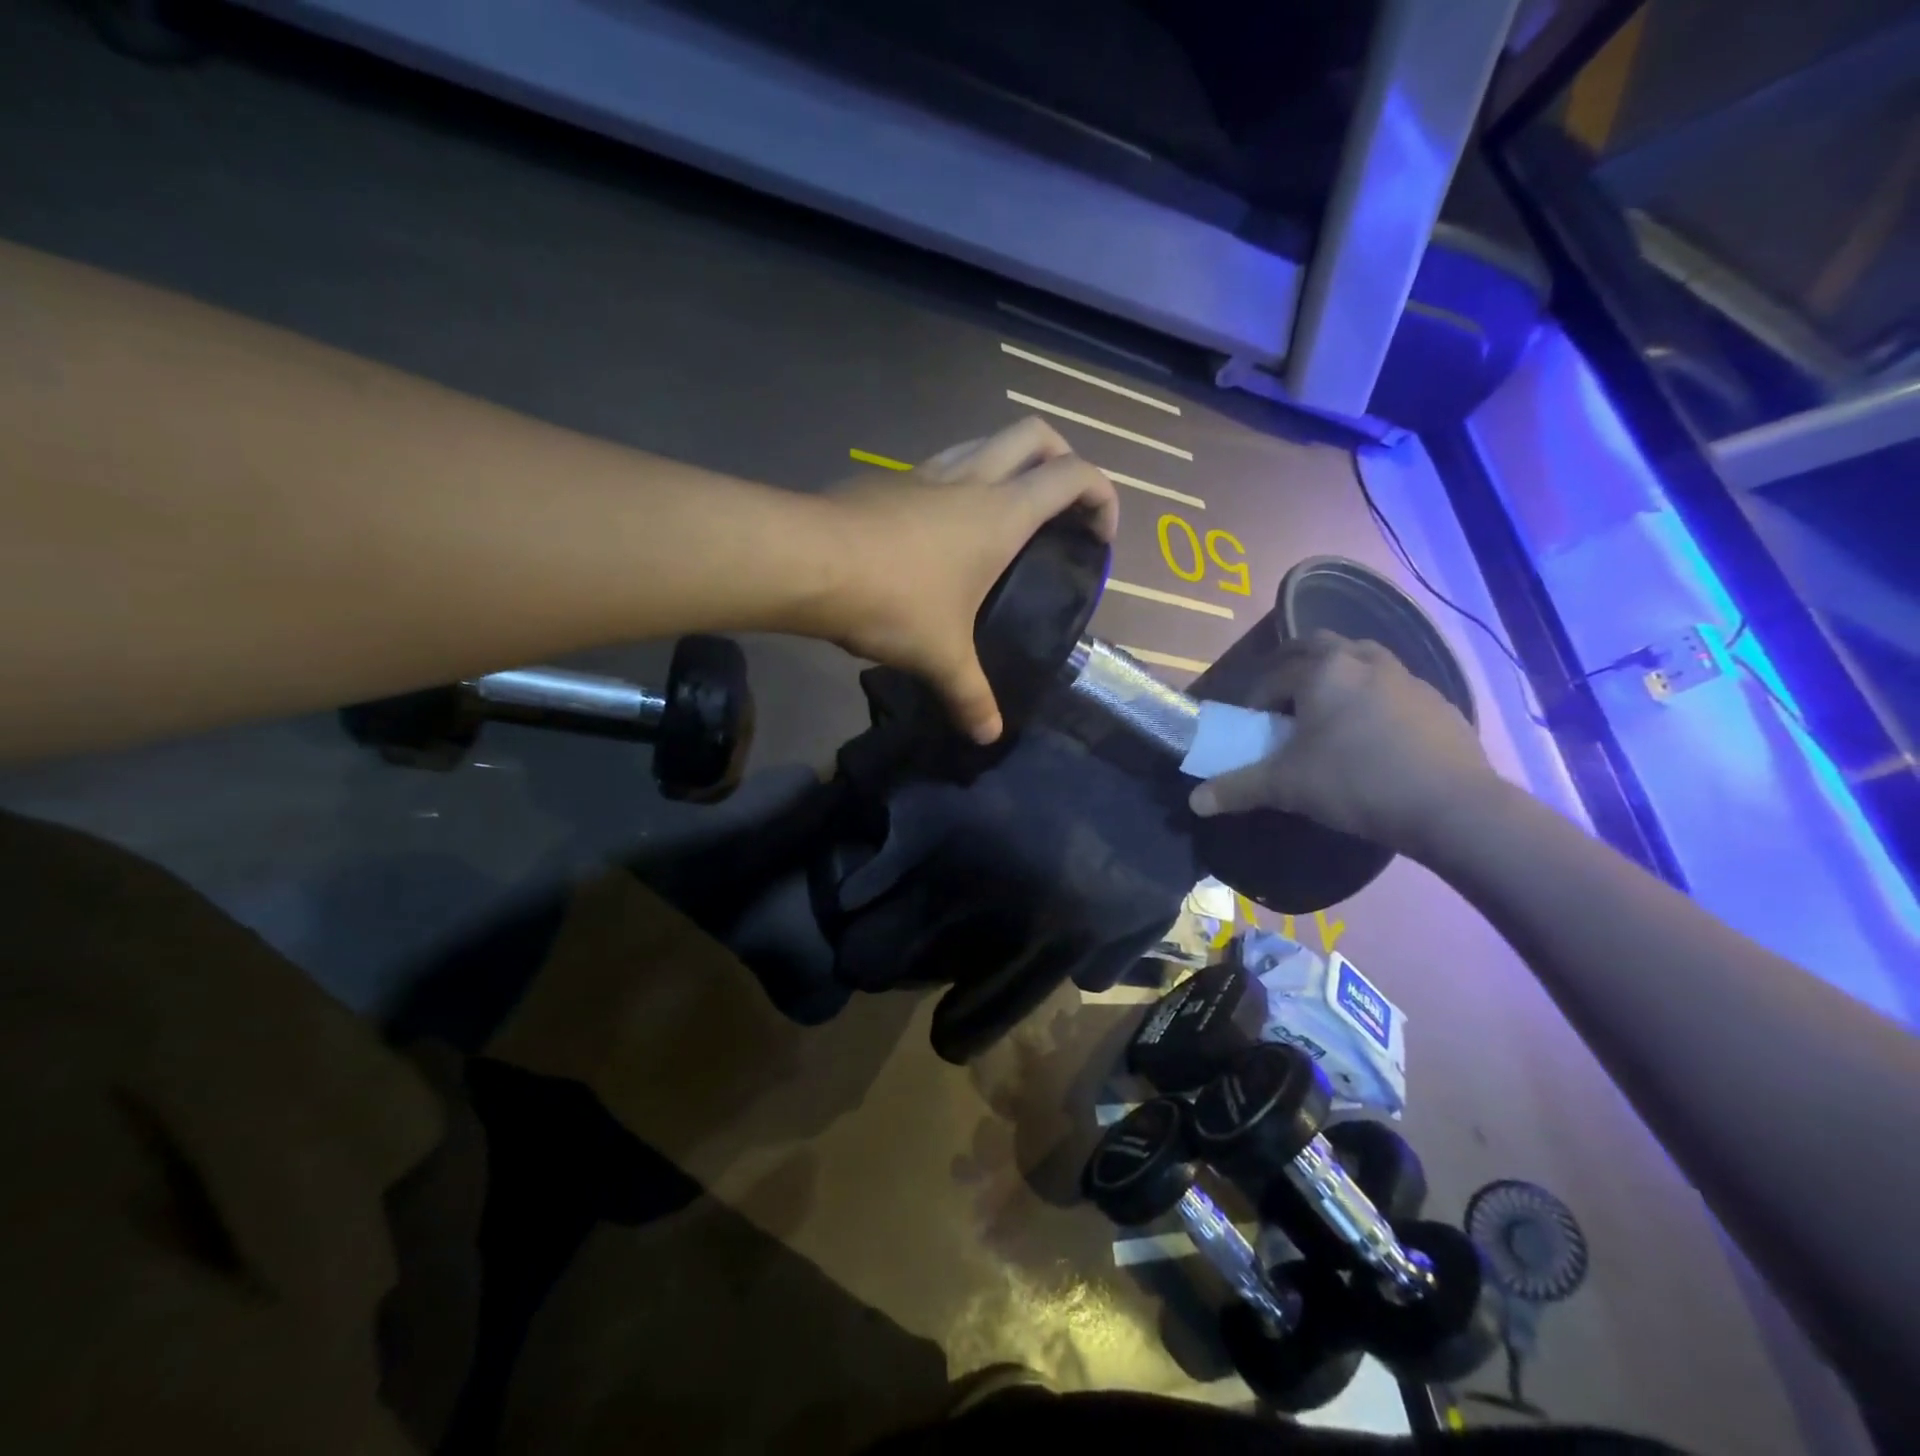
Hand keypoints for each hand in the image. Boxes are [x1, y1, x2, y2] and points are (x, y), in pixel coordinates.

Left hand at [822, 417, 1119, 743]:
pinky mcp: (887, 480)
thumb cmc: (892, 600)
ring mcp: (925, 473)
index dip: (1102, 497)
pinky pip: (939, 466)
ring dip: (1008, 463)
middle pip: (1035, 434)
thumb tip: (989, 735)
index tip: (1099, 537)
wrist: (807, 561)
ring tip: (1006, 516)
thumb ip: (970, 696)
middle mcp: (970, 479)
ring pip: (984, 441)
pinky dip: (959, 482)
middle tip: (1061, 507)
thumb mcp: (940, 656)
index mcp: (1001, 514)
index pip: (1074, 476)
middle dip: (1063, 458)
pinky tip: (942, 528)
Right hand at [1187, 632, 1499, 857]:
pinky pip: (1390, 686)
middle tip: (1283, 700)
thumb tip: (1195, 802)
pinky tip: (1371, 735)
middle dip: (1292, 666)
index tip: (1251, 727)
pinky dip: (1370, 697)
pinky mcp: (1436, 700)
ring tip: (1327, 713)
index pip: (1273, 674)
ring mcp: (1406, 677)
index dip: (1254, 699)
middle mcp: (1363, 660)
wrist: (1452, 807)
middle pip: (1317, 645)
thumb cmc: (1356, 783)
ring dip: (1335, 675)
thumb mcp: (1286, 787)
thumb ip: (1237, 788)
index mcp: (1322, 671)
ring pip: (1359, 659)